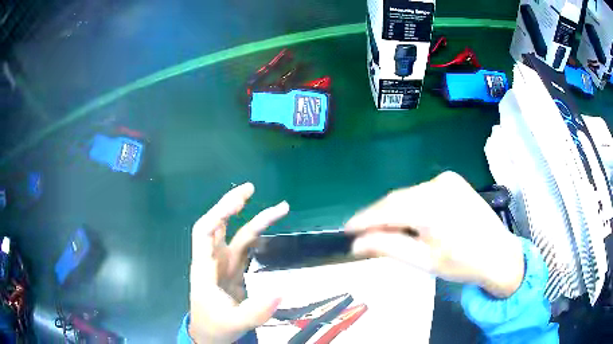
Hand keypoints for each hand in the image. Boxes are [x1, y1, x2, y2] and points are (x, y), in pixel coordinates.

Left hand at [189, 183, 288, 342]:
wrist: (211, 335)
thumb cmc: (215, 326)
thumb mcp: (234, 322)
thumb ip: (255, 311)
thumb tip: (281, 292)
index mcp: (205, 268)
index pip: (205, 232)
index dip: (219, 214)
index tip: (239, 202)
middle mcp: (213, 260)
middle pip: (217, 225)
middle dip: (231, 205)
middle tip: (250, 188)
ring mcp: (224, 265)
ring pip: (236, 235)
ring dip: (253, 219)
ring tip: (278, 208)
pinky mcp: (234, 270)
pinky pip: (245, 248)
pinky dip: (257, 235)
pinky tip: (269, 229)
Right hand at [345, 171, 524, 297]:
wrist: (498, 254)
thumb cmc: (462, 264)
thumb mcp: (423, 260)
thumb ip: (388, 247)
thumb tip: (356, 244)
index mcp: (432, 205)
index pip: (387, 209)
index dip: (364, 219)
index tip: (346, 230)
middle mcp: (438, 184)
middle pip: (397, 200)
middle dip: (379, 218)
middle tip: (364, 236)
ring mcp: (447, 179)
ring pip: (409, 195)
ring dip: (395, 212)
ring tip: (386, 232)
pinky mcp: (453, 181)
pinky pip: (422, 192)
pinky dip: (411, 206)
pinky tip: (410, 221)